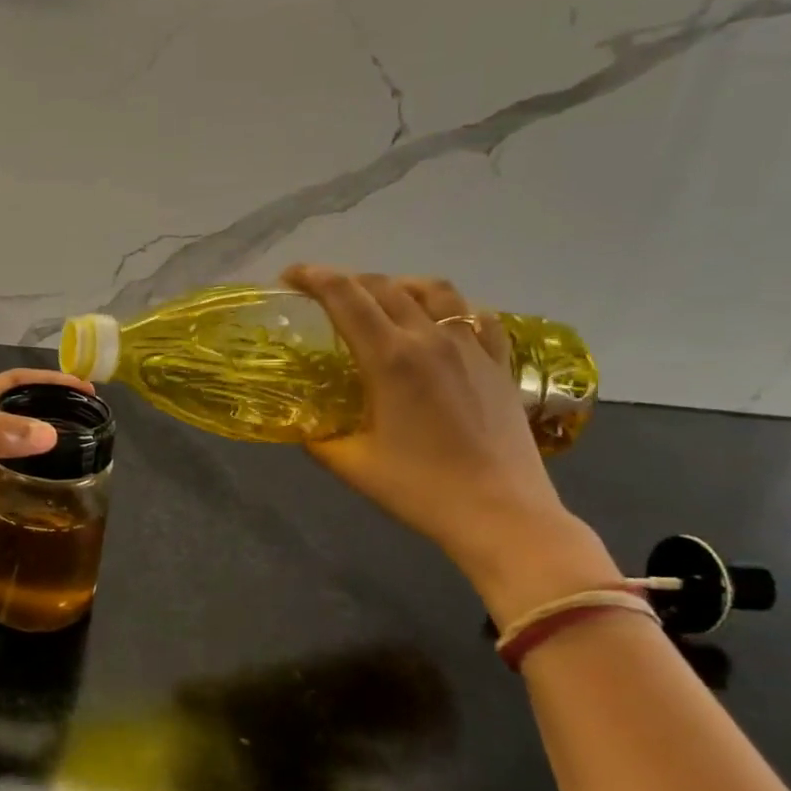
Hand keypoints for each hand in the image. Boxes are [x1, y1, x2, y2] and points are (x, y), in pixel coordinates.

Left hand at [0, 368, 91, 587]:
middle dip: (55, 425)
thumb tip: (51, 433)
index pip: (13, 387)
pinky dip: (34, 505)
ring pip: (20, 467)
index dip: (48, 383)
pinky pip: (11, 504)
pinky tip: (58, 512)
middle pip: (21, 427)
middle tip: (95, 435)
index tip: (86, 390)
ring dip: (48, 467)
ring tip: (88, 473)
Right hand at [282, 266, 616, 617]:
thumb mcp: (351, 464)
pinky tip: (438, 322)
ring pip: (433, 290)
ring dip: (397, 284)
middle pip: (383, 286)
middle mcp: (431, 338)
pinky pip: (473, 315)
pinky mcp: (499, 362)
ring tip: (379, 299)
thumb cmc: (419, 489)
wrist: (501, 514)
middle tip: (321, 294)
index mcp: (390, 358)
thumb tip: (296, 419)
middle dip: (345, 280)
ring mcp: (471, 347)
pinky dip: (446, 307)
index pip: (345, 297)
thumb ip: (316, 434)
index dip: (313, 277)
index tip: (289, 277)